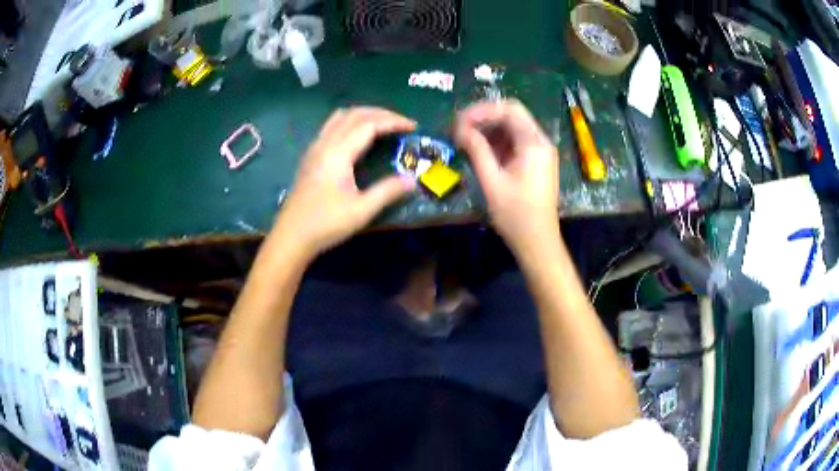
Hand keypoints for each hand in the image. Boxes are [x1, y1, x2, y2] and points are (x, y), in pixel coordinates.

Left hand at [273, 107, 416, 259]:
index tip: (413, 126)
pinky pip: (331, 126)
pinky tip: (358, 136)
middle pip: (355, 114)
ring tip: (383, 124)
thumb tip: (412, 180)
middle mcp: (325, 143)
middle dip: (381, 113)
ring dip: (364, 114)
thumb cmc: (326, 224)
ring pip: (341, 117)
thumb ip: (387, 191)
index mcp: (338, 153)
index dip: (393, 121)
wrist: (291, 235)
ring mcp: (315, 148)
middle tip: (402, 123)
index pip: (369, 124)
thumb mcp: (361, 211)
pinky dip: (351, 122)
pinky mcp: (310, 155)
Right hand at [455, 100, 559, 255]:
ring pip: (513, 127)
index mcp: (534, 144)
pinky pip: (515, 141)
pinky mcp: (536, 161)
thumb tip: (460, 130)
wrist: (537, 240)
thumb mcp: (492, 181)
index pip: (509, 110)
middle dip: (484, 117)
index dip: (482, 110)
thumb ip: (477, 150)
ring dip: (488, 128)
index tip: (459, 121)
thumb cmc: (515, 214)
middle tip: (459, 127)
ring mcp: (540, 151)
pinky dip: (496, 141)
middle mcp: (541, 142)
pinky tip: (479, 148)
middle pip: (512, 115)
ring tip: (464, 137)